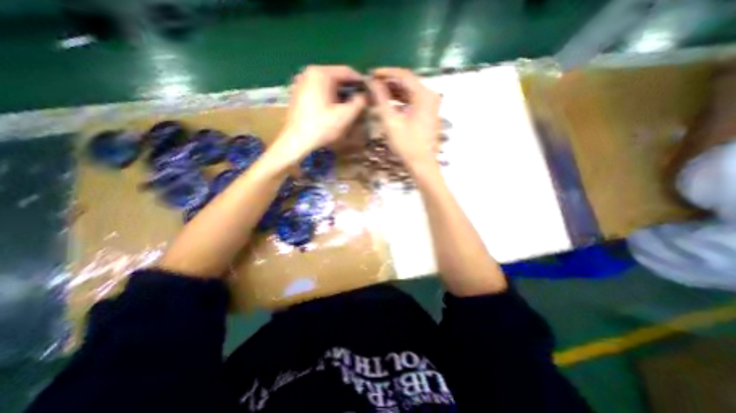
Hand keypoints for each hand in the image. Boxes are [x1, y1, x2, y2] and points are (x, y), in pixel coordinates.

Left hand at [276, 65, 367, 158]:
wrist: (297, 141)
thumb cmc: (322, 127)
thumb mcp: (346, 115)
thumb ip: (359, 102)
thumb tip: (364, 95)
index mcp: (321, 73)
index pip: (347, 72)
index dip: (361, 82)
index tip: (370, 93)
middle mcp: (309, 73)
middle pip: (336, 77)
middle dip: (350, 89)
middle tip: (360, 102)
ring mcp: (301, 83)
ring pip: (327, 85)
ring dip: (340, 94)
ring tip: (349, 107)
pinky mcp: (298, 94)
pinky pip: (318, 91)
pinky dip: (329, 97)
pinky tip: (333, 109)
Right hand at [371, 66, 439, 169]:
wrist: (422, 164)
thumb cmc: (406, 144)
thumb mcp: (391, 121)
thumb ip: (381, 99)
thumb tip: (372, 82)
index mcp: (424, 95)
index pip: (404, 75)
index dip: (386, 73)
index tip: (371, 74)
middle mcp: (430, 96)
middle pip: (408, 82)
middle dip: (389, 82)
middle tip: (373, 84)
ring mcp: (431, 105)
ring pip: (410, 92)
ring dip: (394, 91)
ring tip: (378, 92)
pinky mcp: (428, 114)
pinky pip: (413, 101)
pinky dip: (401, 100)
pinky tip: (389, 103)